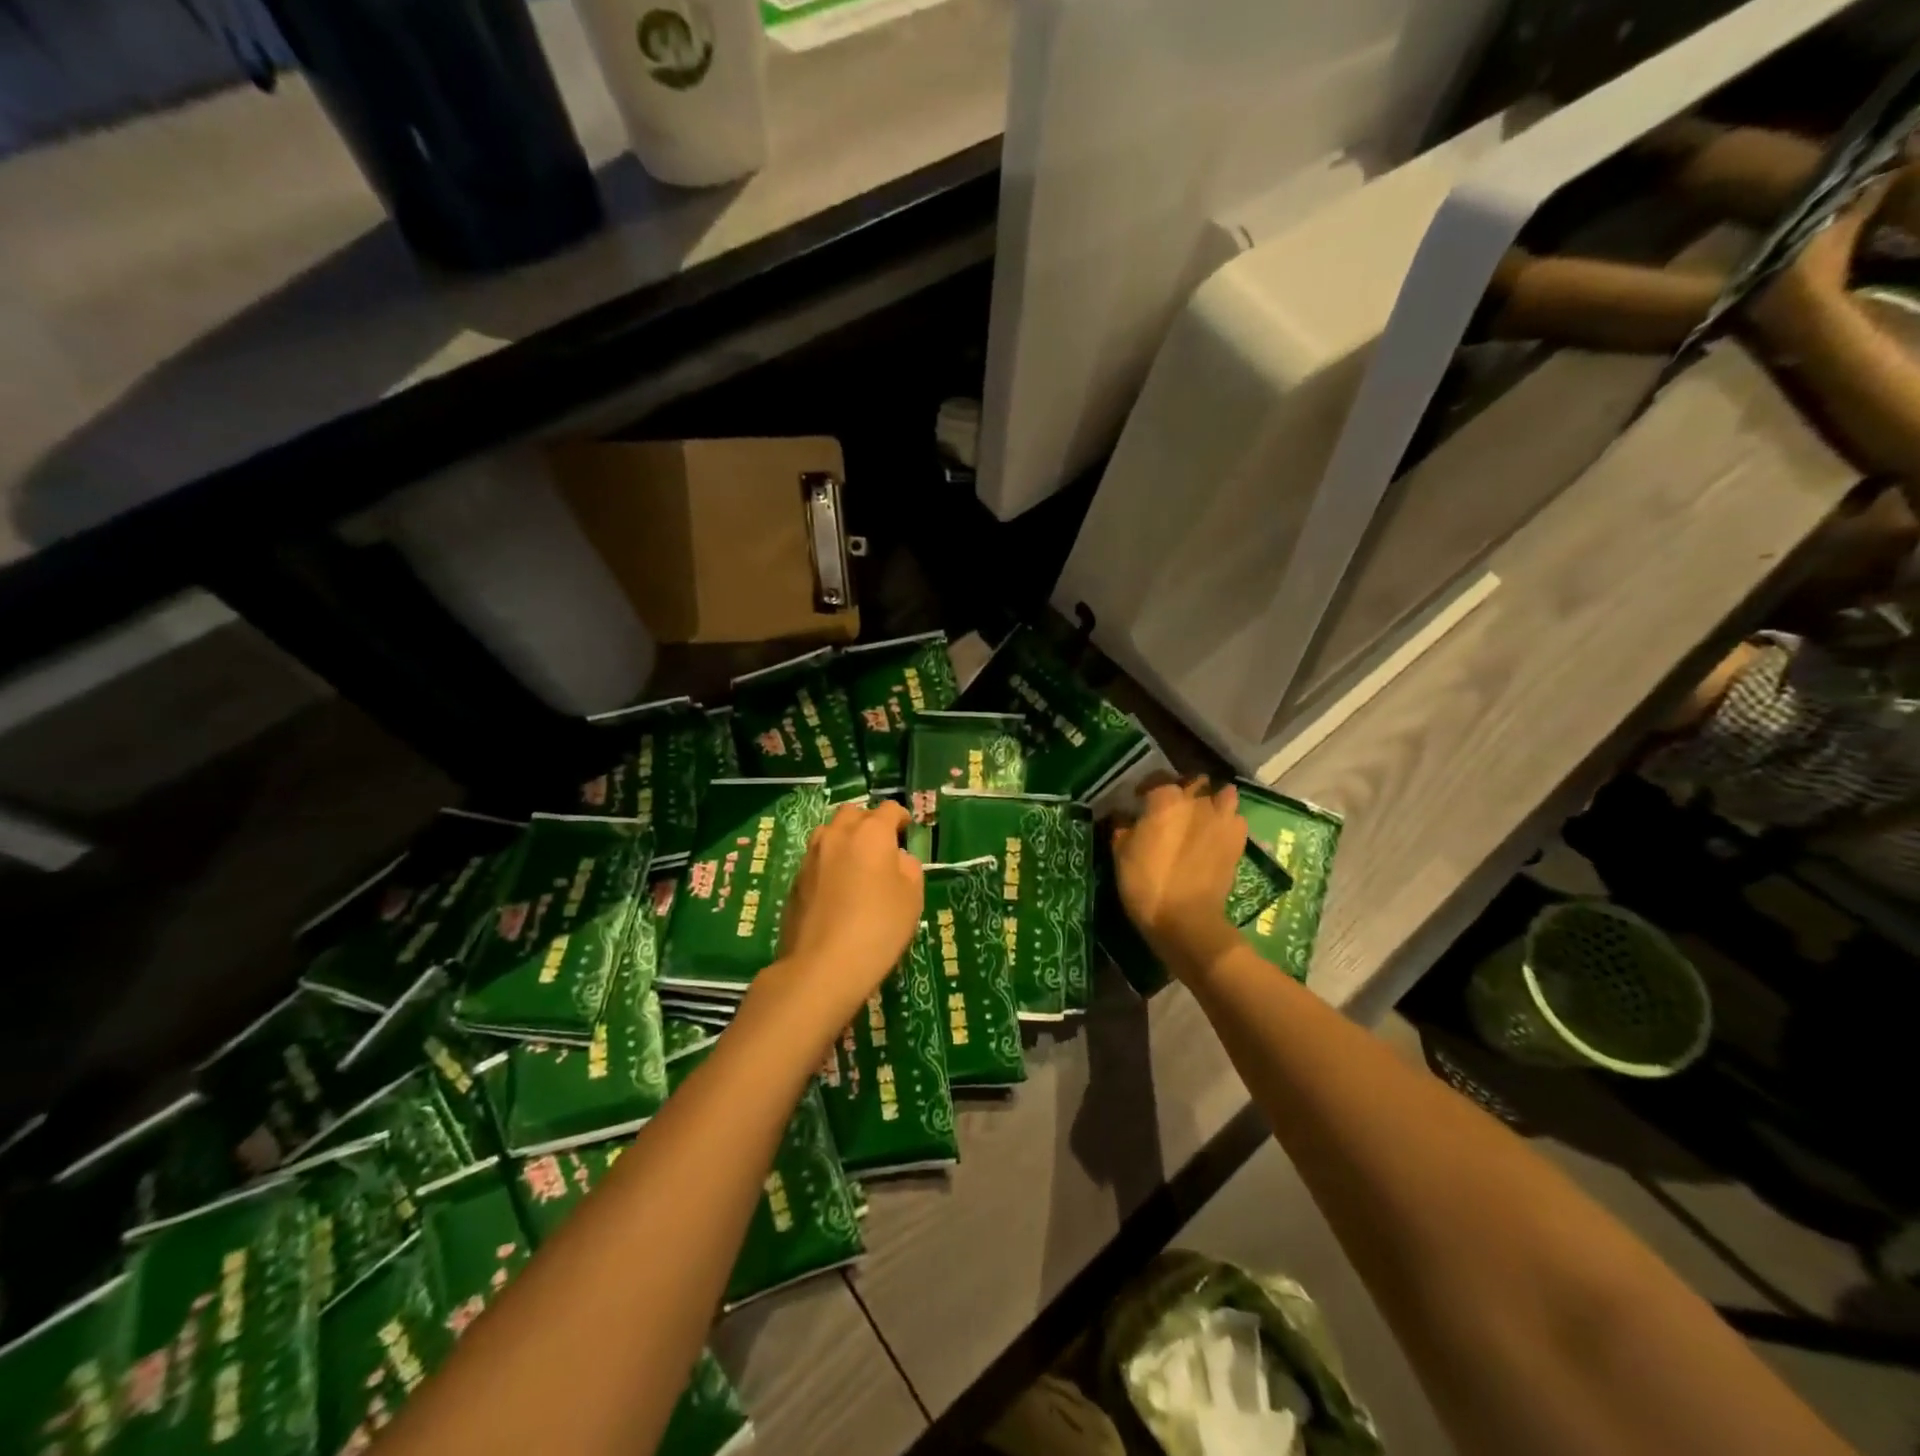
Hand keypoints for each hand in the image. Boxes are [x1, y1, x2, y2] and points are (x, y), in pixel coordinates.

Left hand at [767, 799, 923, 1032]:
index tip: (907, 833)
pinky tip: (836, 891)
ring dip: (844, 840)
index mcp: (871, 833)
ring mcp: (811, 857)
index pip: (889, 809)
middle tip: (881, 847)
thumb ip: (908, 868)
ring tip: (855, 865)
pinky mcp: (795, 881)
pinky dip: (828, 865)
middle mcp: (837, 835)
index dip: (902, 818)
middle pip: (853, 813)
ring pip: (829, 833)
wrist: (822, 966)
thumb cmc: (878, 927)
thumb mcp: (912, 898)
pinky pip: (816, 860)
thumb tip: (897, 859)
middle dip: (868, 823)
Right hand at [1112, 778, 1246, 973]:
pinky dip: (1227, 821)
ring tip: (1201, 815)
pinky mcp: (1238, 841)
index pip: (1157, 778)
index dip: (1146, 788)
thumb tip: (1123, 816)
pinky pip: (1236, 818)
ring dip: (1212, 800)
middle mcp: (1198, 802)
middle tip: (1171, 808)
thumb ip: (1122, 827)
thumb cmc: (1146, 883)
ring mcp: (1222, 820)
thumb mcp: (1120, 854)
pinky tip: (1217, 833)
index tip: (1138, 800)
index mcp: (1166, 800)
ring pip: (1223, 794)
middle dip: (1184, 790)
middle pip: (1194, 782)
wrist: (1185, 919)